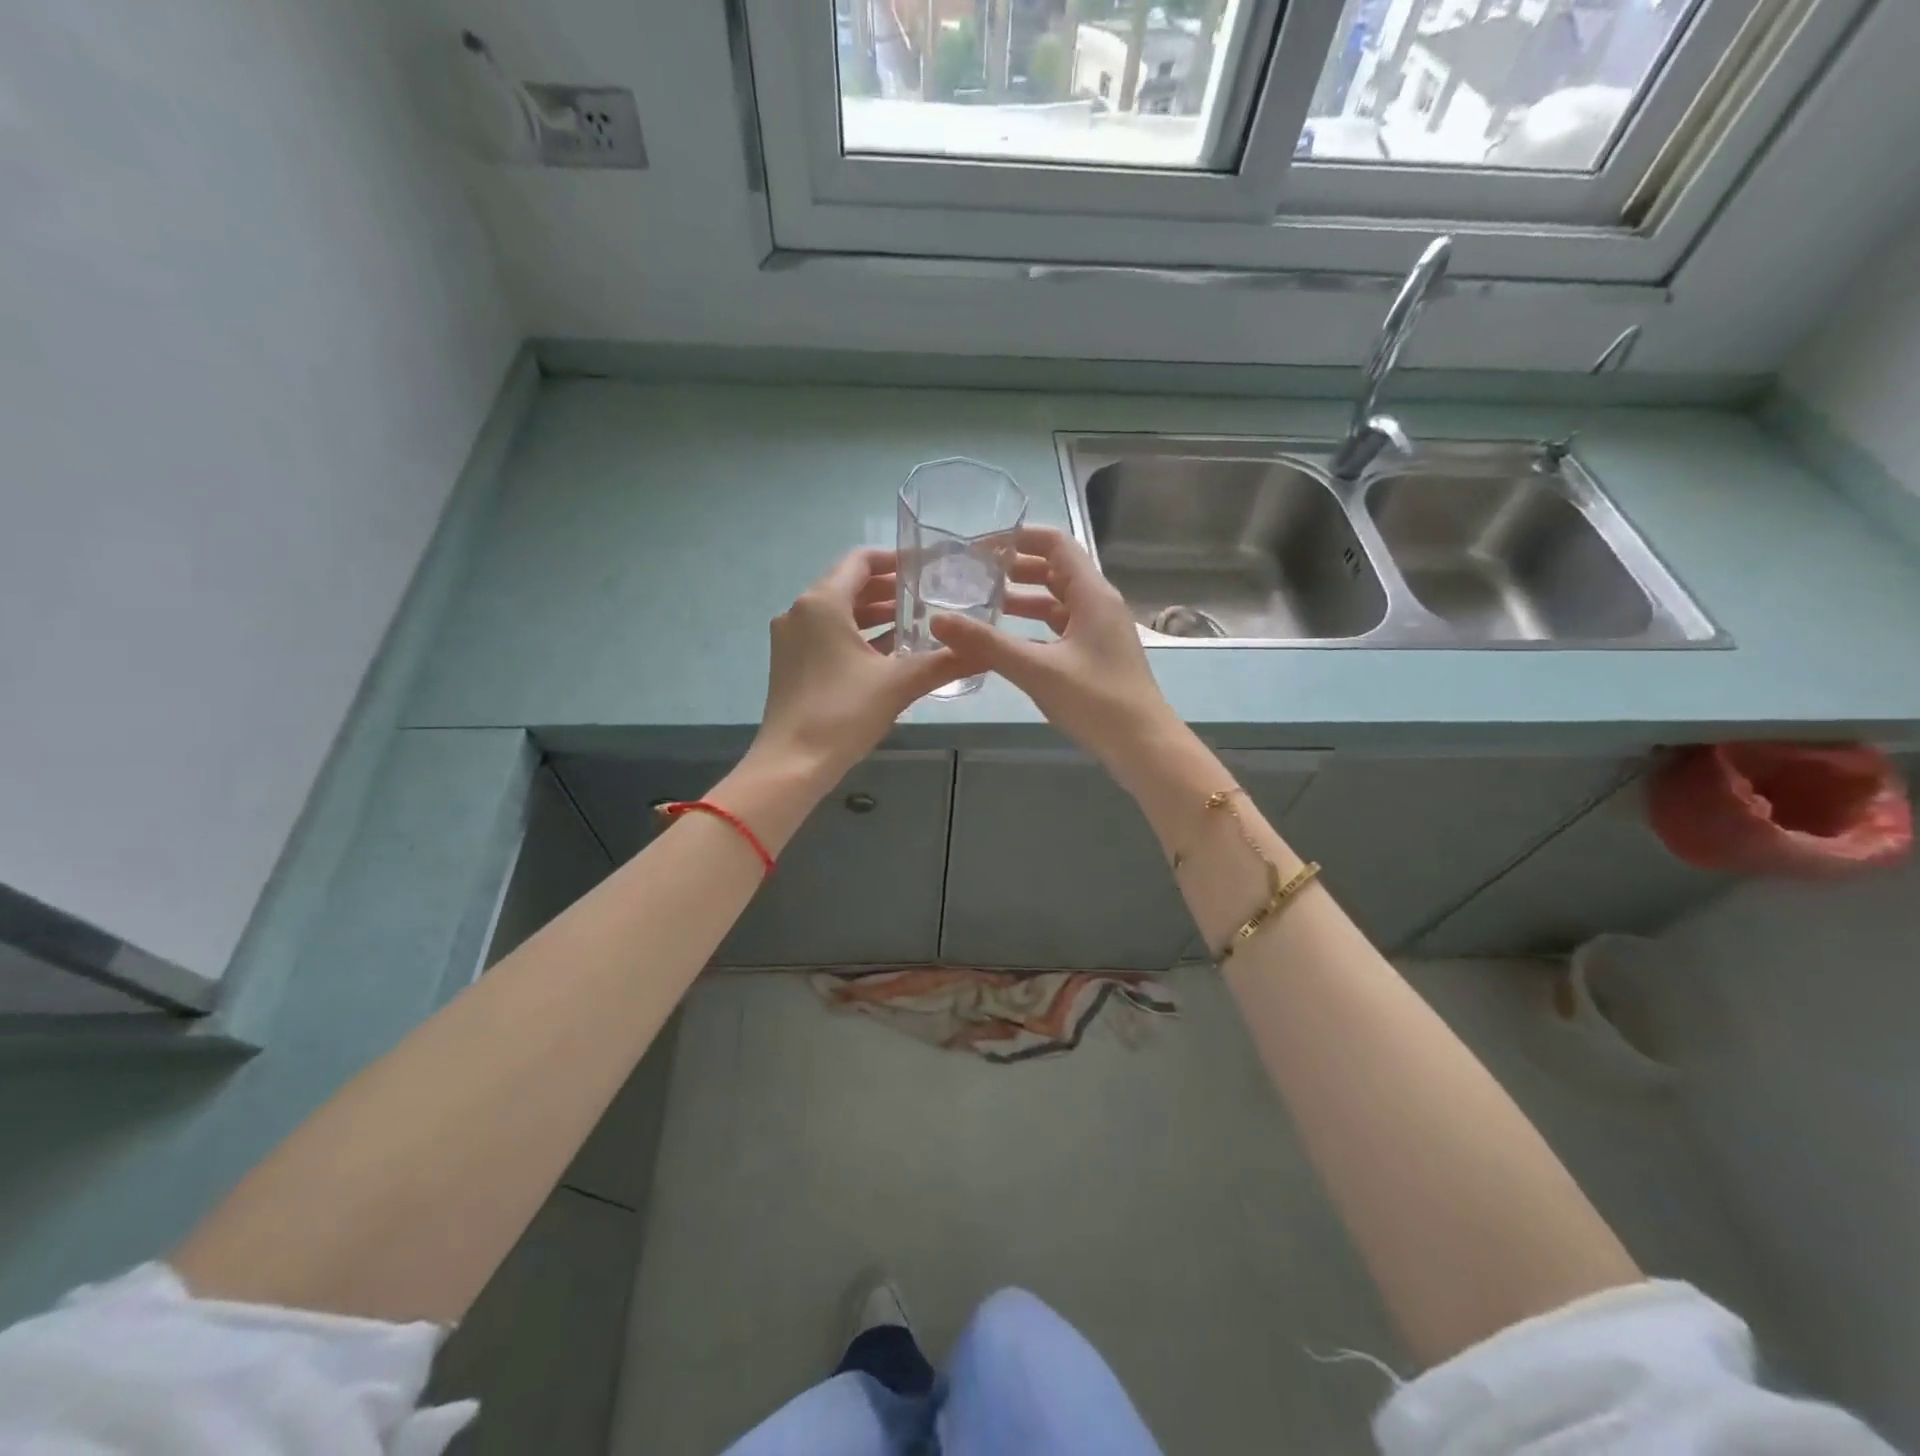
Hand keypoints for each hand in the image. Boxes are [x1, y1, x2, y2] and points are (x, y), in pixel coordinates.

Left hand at [746, 548, 972, 786]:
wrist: (792, 764)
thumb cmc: (843, 713)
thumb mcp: (899, 684)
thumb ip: (944, 662)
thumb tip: (987, 651)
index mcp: (822, 603)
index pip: (860, 560)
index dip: (895, 559)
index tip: (927, 567)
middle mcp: (800, 611)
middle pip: (849, 585)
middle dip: (889, 589)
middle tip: (929, 596)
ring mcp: (792, 638)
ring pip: (838, 613)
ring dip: (875, 615)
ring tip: (916, 622)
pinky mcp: (791, 663)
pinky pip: (828, 635)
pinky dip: (858, 636)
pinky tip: (890, 652)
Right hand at [931, 526, 1185, 781]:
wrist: (1143, 746)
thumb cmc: (1096, 701)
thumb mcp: (1037, 669)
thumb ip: (987, 643)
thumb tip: (937, 619)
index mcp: (1092, 594)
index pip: (1055, 544)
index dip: (1018, 538)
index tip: (979, 547)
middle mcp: (1098, 604)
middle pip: (1054, 570)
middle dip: (1014, 568)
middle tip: (972, 575)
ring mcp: (1099, 630)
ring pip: (1056, 601)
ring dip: (1022, 599)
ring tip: (981, 603)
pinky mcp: (1095, 655)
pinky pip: (1059, 627)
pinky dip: (1033, 626)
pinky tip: (1006, 640)